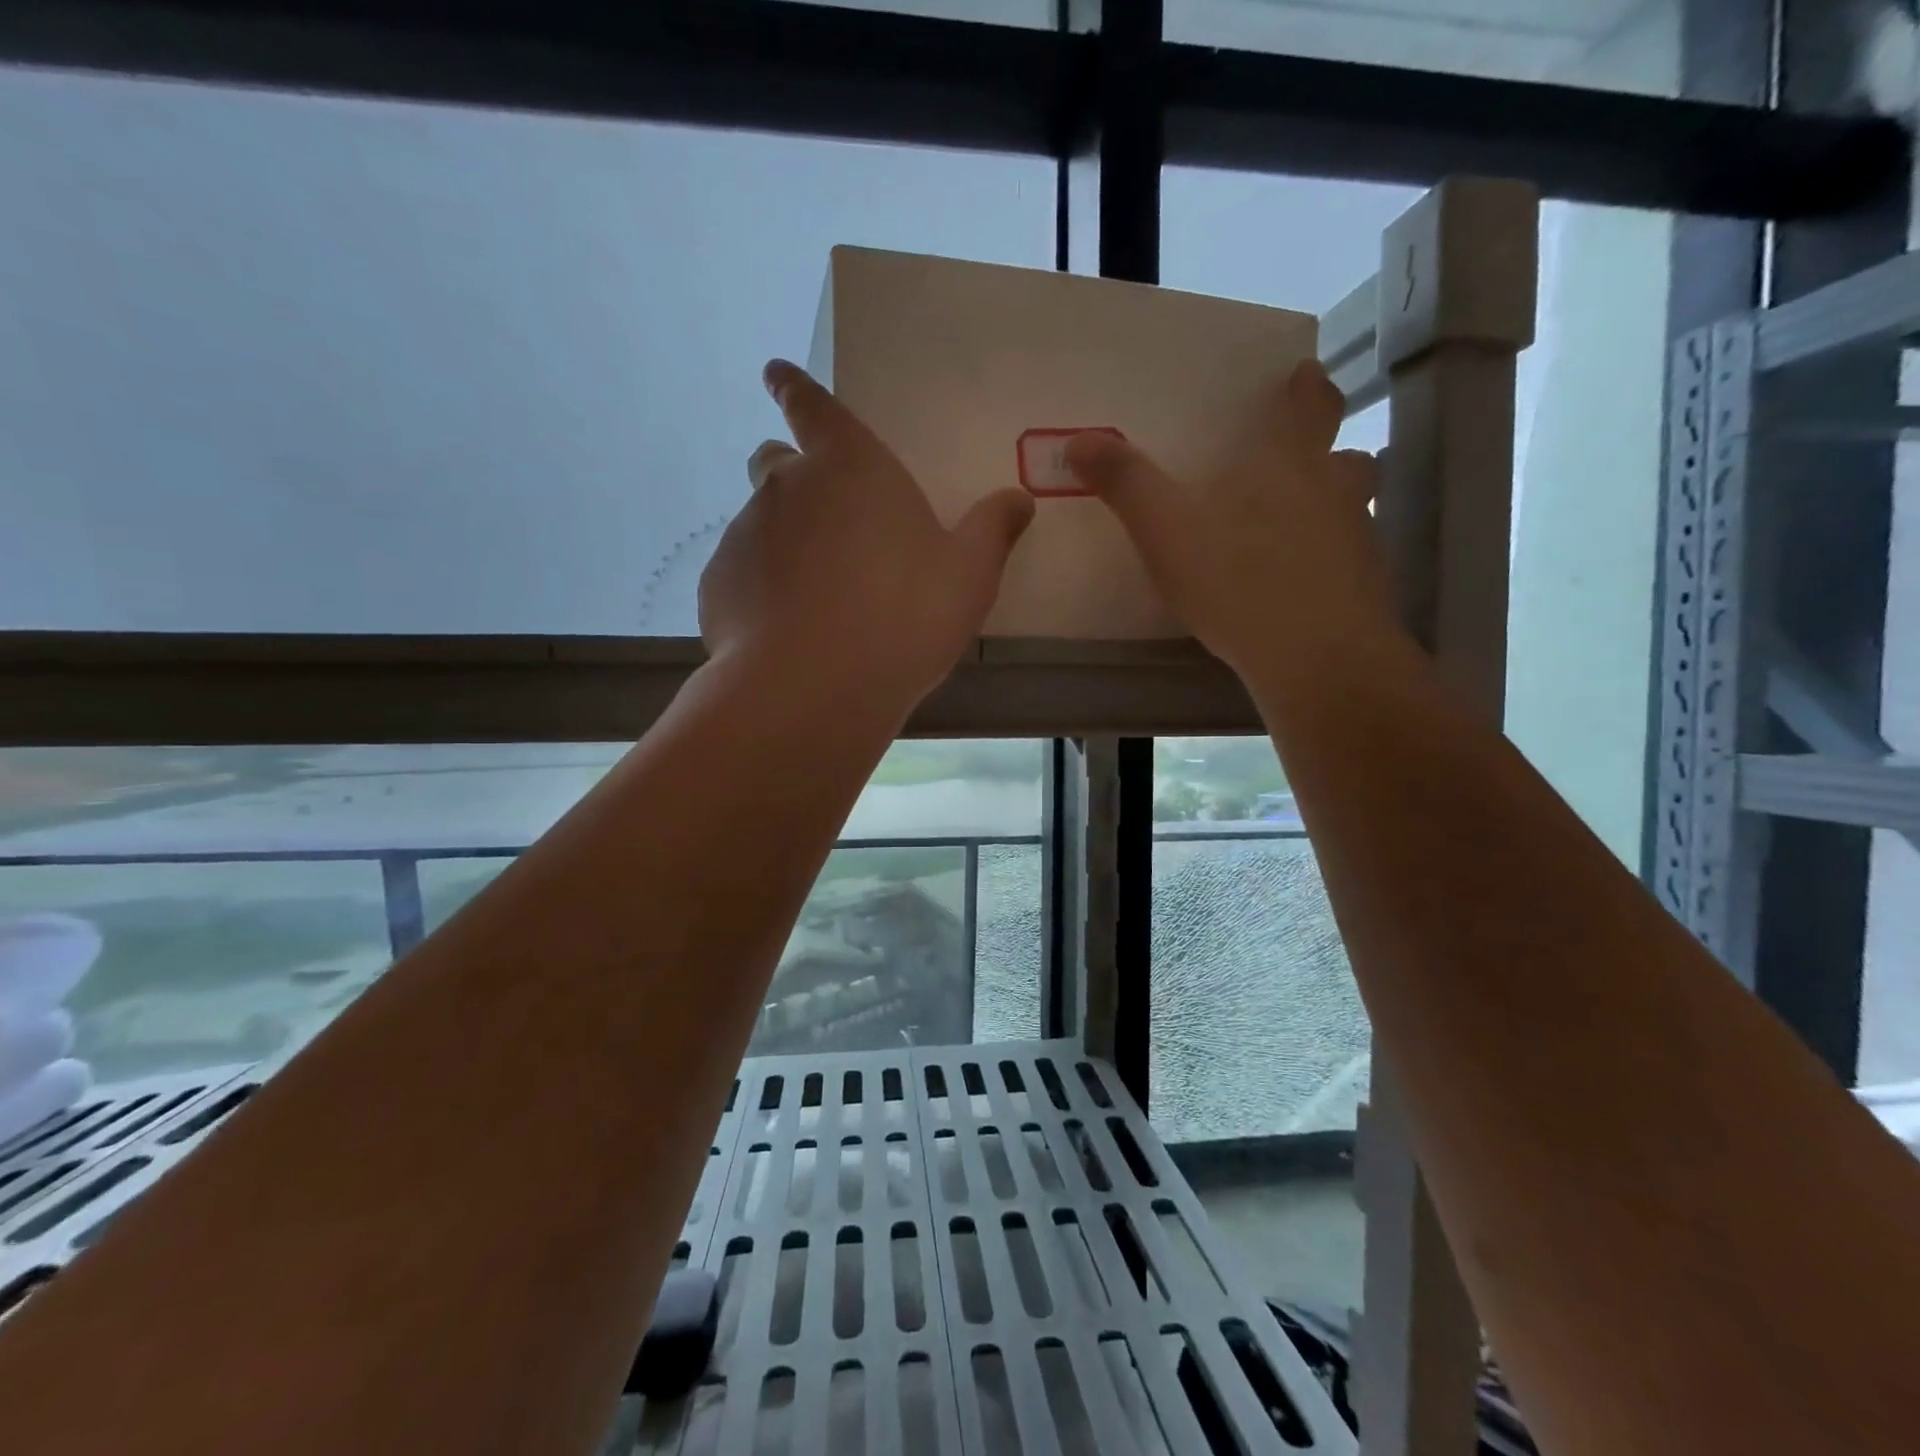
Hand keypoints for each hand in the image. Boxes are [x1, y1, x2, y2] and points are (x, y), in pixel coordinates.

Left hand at [699, 360, 1034, 716]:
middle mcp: (786, 487)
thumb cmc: (904, 616)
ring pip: (760, 523)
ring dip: (783, 543)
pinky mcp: (718, 586)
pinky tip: (787, 632)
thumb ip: (992, 530)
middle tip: (826, 521)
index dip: (794, 388)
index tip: (775, 375)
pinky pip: (741, 575)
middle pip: (776, 462)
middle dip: (794, 477)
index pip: (810, 404)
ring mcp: (744, 535)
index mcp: (849, 466)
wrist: (816, 687)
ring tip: (815, 597)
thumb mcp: (968, 575)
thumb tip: (1019, 499)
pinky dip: (761, 590)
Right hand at [1065, 358, 1397, 678]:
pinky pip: (1350, 563)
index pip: (1312, 405)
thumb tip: (1080, 439)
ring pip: (1353, 510)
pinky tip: (1299, 589)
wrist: (1315, 659)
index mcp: (1289, 464)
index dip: (1308, 388)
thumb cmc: (1238, 581)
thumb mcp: (1166, 531)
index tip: (1303, 376)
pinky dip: (1329, 564)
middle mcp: (1334, 492)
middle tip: (1299, 463)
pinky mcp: (1366, 590)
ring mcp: (1359, 542)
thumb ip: (1126, 484)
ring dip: (1332, 509)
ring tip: (1296, 530)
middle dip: (1326, 453)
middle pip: (1347, 457)